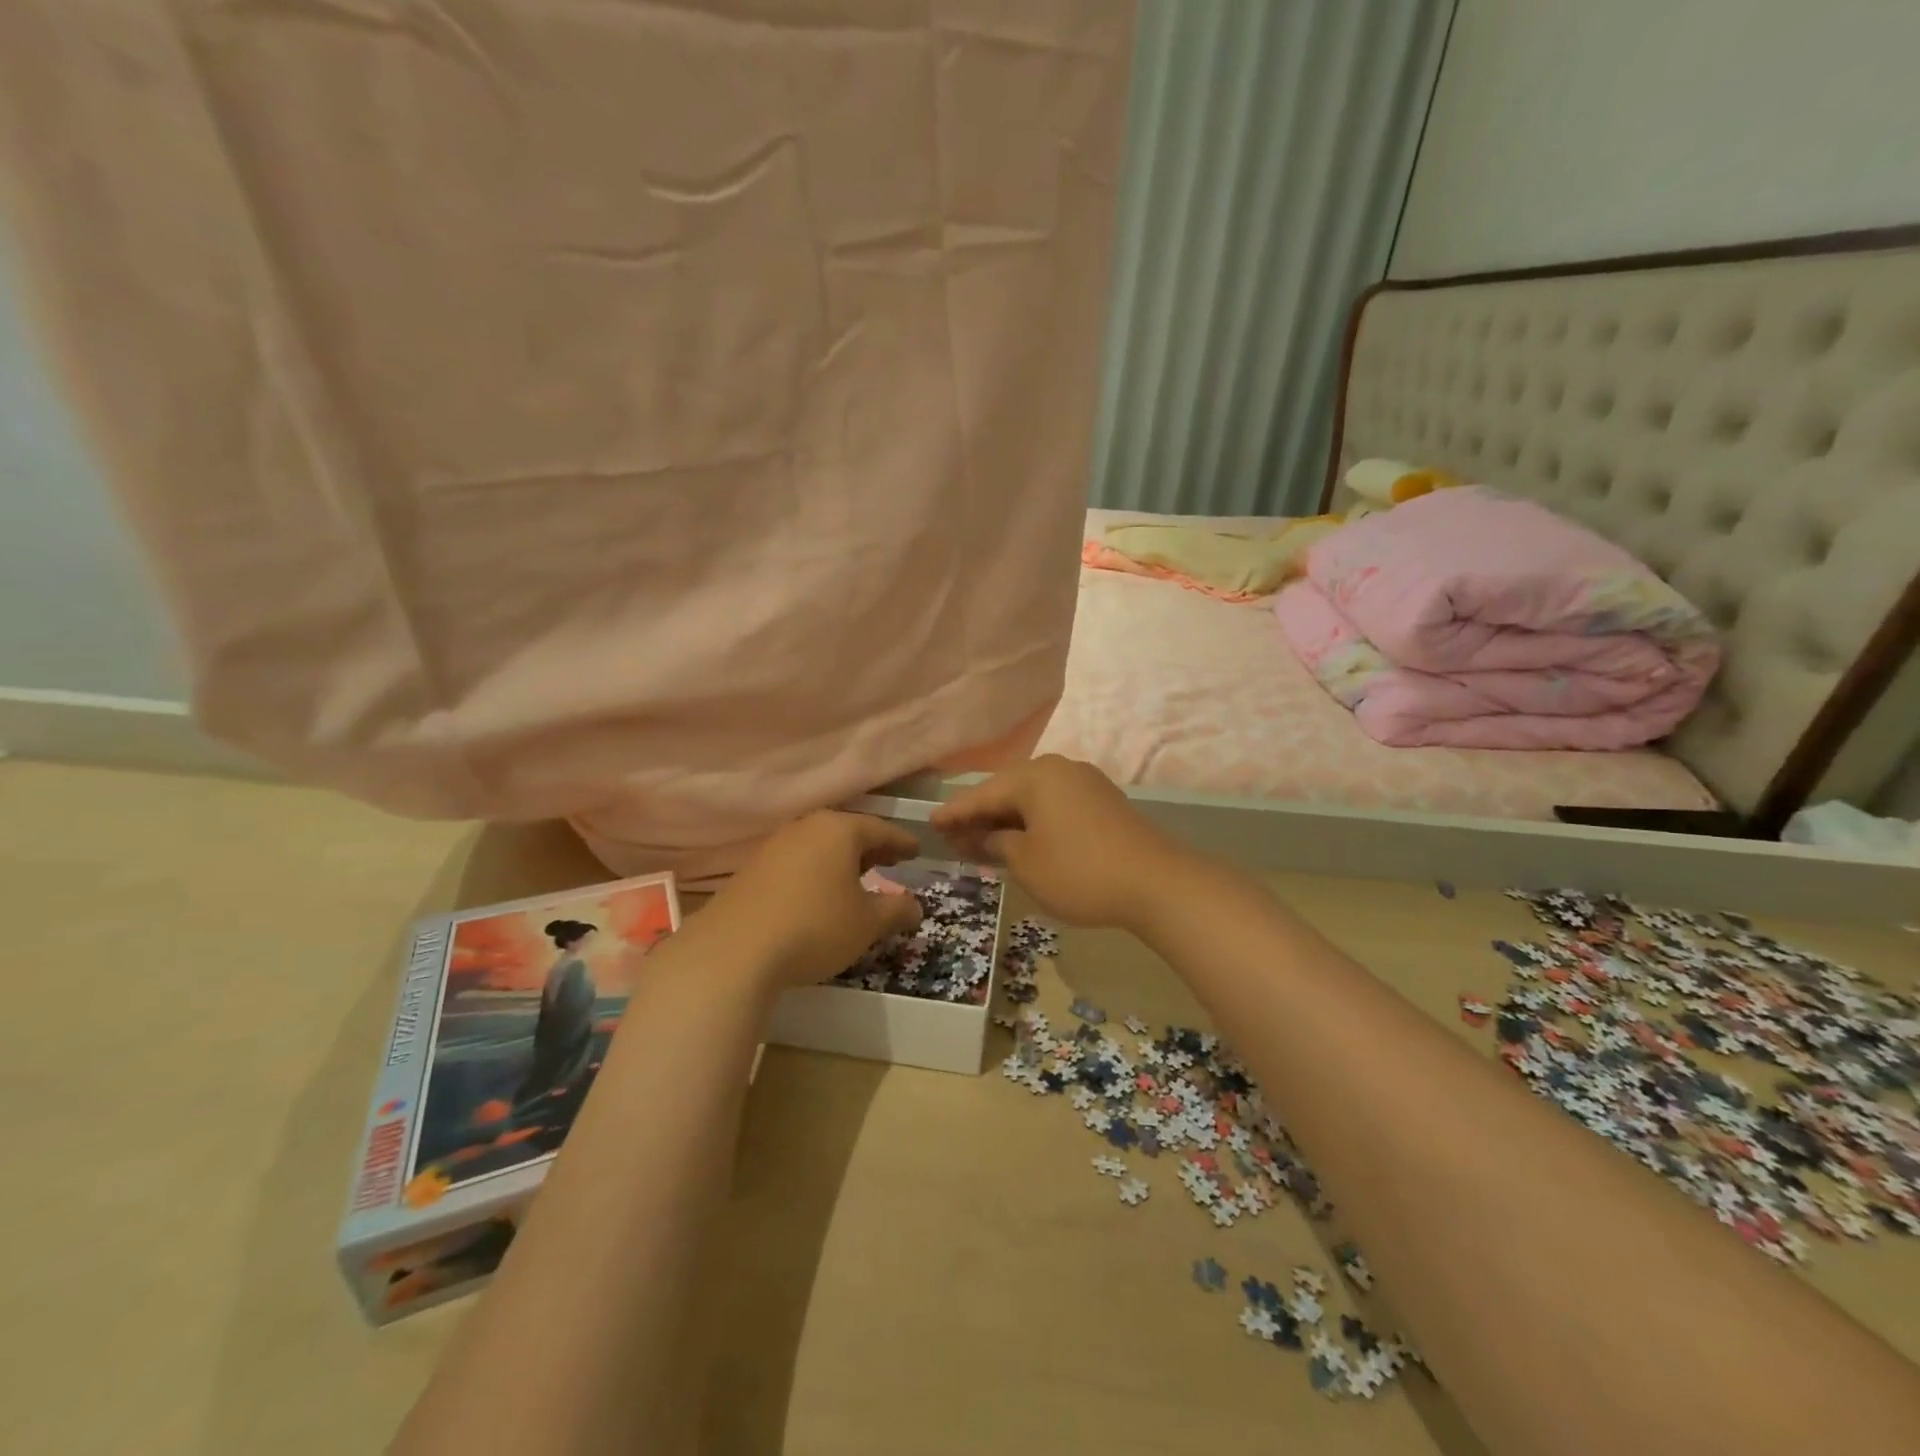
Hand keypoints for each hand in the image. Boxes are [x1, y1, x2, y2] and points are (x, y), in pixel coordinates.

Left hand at [699, 811, 924, 991]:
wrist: (734, 951)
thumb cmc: (815, 927)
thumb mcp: (867, 923)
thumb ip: (896, 910)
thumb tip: (915, 906)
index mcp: (839, 830)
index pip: (880, 829)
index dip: (901, 842)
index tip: (917, 851)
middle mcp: (806, 827)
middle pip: (847, 832)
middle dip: (872, 848)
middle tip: (892, 861)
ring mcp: (775, 846)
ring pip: (820, 846)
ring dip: (842, 860)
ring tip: (857, 879)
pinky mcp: (752, 869)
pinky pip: (797, 861)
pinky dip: (817, 871)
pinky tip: (819, 894)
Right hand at [931, 756, 1185, 930]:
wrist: (1157, 883)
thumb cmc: (1079, 872)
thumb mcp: (1027, 862)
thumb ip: (996, 843)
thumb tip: (982, 835)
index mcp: (1034, 776)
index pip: (982, 794)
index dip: (954, 812)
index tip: (929, 823)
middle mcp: (1058, 768)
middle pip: (1007, 790)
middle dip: (980, 814)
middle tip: (952, 836)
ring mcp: (1084, 781)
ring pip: (1031, 797)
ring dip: (1007, 818)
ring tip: (982, 840)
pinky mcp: (1101, 799)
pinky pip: (1053, 803)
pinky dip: (1033, 820)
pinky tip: (1022, 838)